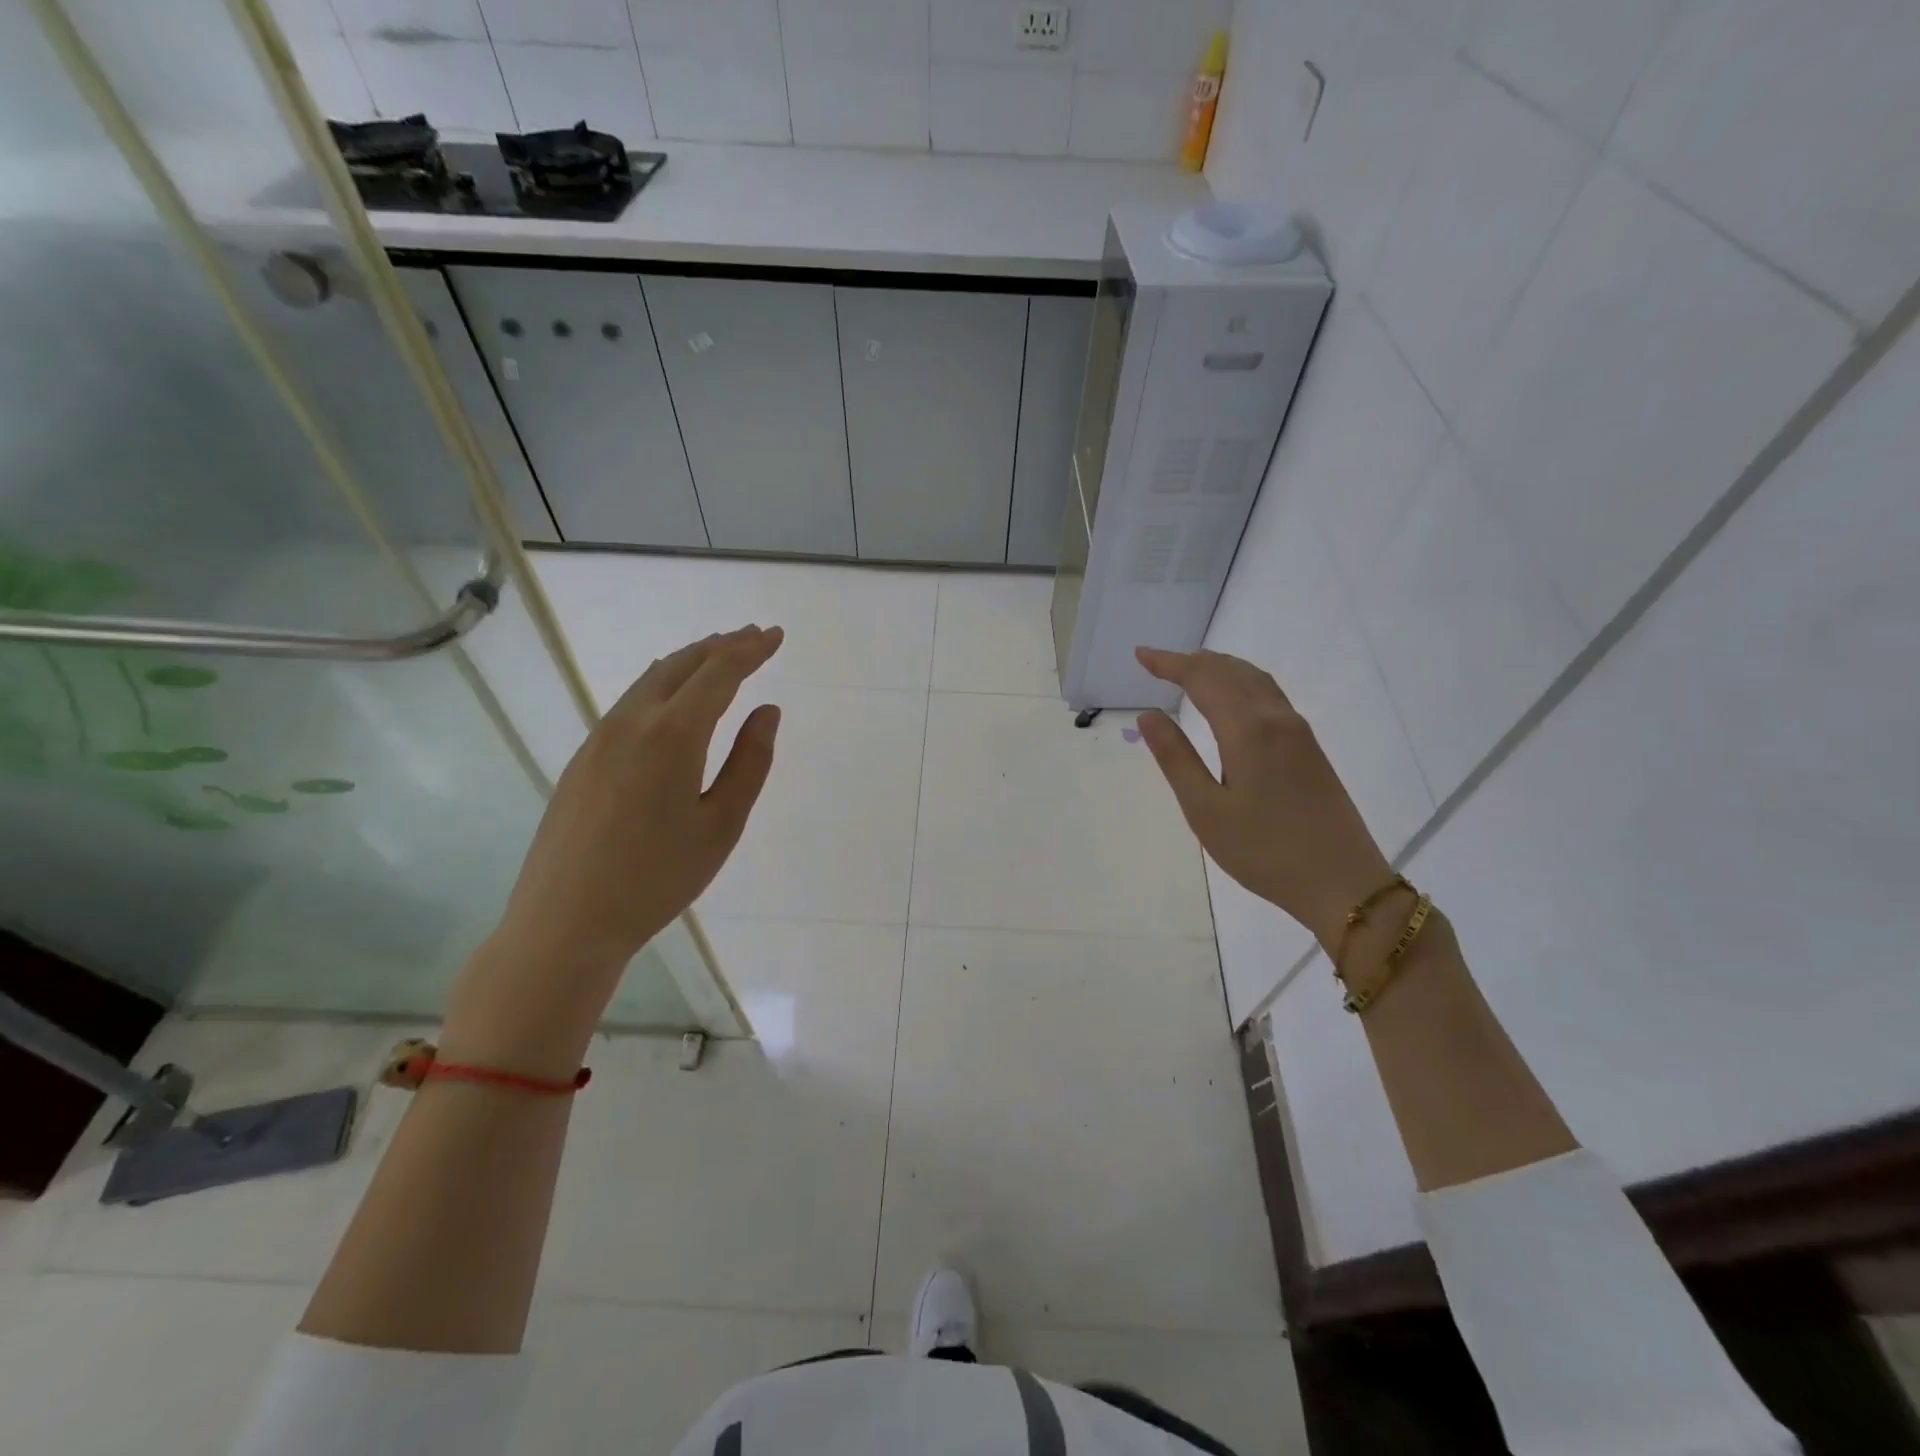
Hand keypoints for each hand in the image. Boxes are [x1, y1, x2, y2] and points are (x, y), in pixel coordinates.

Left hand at [443, 626, 782, 1070]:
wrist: (565, 921)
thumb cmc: (657, 878)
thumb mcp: (721, 825)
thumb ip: (750, 762)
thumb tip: (767, 711)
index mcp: (672, 735)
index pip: (718, 673)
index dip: (750, 650)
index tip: (775, 636)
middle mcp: (631, 722)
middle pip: (680, 664)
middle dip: (721, 645)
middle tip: (753, 636)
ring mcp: (599, 738)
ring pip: (650, 679)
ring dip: (690, 661)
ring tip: (719, 655)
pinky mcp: (583, 758)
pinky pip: (630, 702)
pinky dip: (663, 684)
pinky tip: (672, 695)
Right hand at [1135, 646, 1392, 947]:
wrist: (1342, 883)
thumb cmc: (1263, 851)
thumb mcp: (1205, 810)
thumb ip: (1175, 758)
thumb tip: (1149, 715)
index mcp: (1247, 730)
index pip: (1202, 679)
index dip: (1170, 663)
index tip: (1141, 655)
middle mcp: (1276, 719)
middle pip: (1231, 671)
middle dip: (1192, 661)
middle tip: (1157, 662)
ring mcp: (1298, 732)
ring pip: (1255, 679)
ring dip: (1219, 667)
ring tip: (1190, 669)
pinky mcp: (1310, 748)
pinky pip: (1270, 695)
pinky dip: (1241, 682)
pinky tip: (1233, 697)